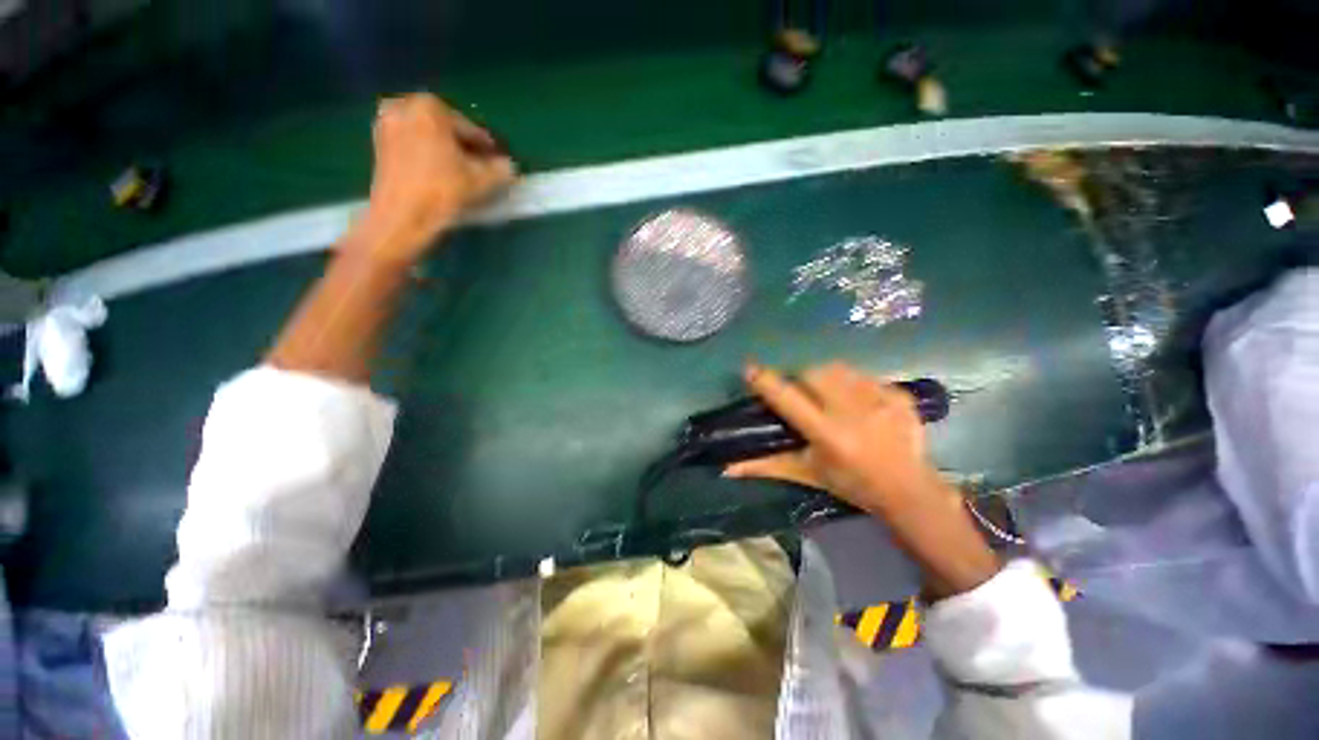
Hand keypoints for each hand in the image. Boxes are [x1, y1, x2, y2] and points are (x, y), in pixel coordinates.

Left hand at [351, 93, 516, 263]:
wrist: (402, 217)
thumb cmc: (443, 192)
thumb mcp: (482, 181)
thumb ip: (502, 169)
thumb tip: (508, 165)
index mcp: (431, 107)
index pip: (471, 129)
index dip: (488, 149)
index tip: (499, 163)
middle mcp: (404, 105)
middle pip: (447, 128)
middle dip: (464, 146)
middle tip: (481, 168)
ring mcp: (387, 122)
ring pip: (428, 134)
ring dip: (446, 149)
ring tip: (462, 172)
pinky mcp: (378, 143)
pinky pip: (412, 142)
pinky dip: (427, 153)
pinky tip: (440, 173)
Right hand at [727, 361, 945, 514]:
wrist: (909, 490)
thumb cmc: (851, 484)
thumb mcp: (806, 473)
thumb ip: (765, 466)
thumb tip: (727, 469)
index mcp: (828, 434)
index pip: (788, 399)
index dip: (766, 381)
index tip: (750, 368)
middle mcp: (853, 412)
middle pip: (812, 373)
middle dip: (800, 378)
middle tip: (801, 392)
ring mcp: (880, 400)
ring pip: (837, 368)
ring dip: (825, 377)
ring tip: (829, 394)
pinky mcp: (899, 394)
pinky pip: (863, 375)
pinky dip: (853, 382)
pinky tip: (858, 401)